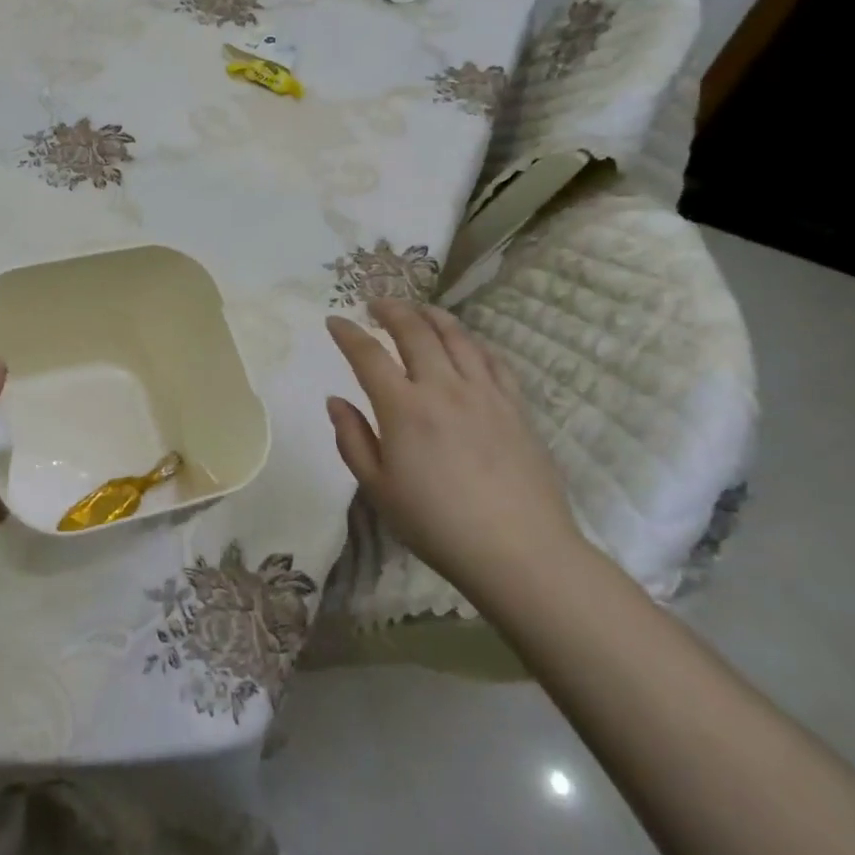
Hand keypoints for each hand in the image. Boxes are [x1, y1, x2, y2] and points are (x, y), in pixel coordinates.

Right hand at [325, 300, 579, 599]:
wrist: (520, 551)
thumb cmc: (437, 524)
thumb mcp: (378, 489)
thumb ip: (352, 439)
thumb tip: (335, 400)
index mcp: (404, 408)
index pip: (368, 355)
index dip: (348, 333)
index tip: (334, 321)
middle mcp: (443, 387)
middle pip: (415, 331)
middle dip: (391, 310)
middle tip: (375, 303)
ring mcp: (484, 392)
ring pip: (457, 336)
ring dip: (431, 315)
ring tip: (417, 310)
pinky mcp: (515, 405)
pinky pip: (492, 359)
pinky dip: (472, 341)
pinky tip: (466, 342)